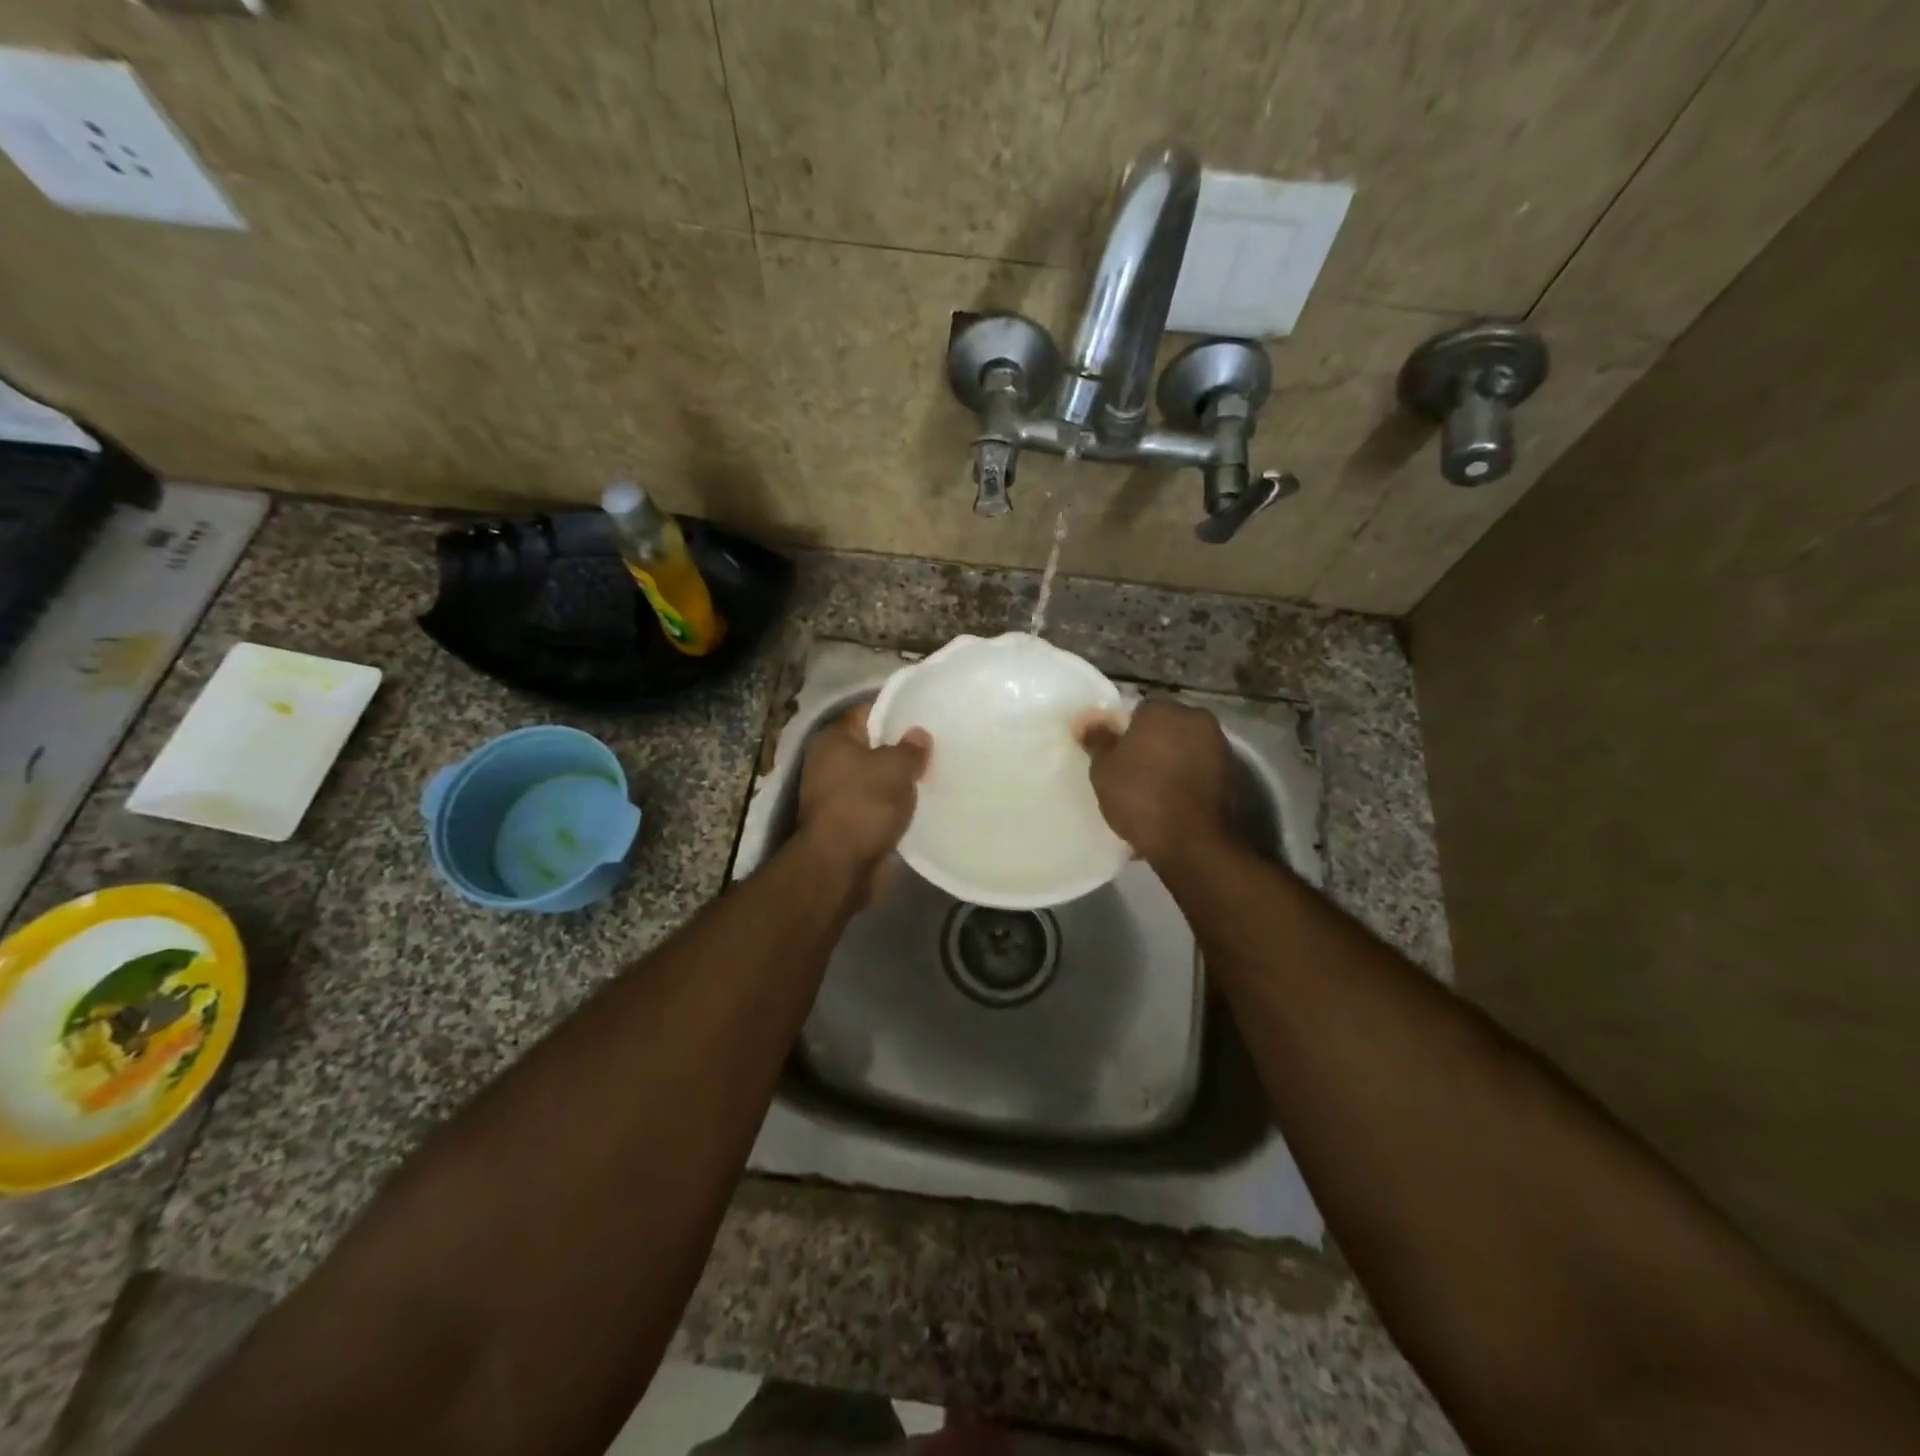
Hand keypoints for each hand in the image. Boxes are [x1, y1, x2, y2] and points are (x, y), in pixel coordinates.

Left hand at [796, 703, 930, 893]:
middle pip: (871, 747)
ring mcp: (834, 795)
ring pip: (874, 779)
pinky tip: (918, 806)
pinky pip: (875, 806)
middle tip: (934, 748)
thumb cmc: (865, 804)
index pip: (866, 713)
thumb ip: (911, 748)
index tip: (924, 717)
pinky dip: (892, 807)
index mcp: (833, 739)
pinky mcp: (845, 823)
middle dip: (900, 749)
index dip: (895, 712)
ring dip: (897, 782)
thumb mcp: (896, 767)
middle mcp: (828, 763)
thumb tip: (917, 735)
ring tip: (932, 776)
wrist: (840, 866)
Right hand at [1075, 699, 1235, 865]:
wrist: (1193, 842)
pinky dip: (1187, 782)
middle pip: (1166, 728)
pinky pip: (1200, 772)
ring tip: (1152, 793)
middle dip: (1151, 744)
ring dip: (1171, 763)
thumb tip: (1086, 722)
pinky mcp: (1233, 775)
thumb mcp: (1104, 770)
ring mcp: (1219, 747)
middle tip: (1132, 773)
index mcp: (1163, 710)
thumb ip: (1097, 740)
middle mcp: (1196, 719)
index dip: (1125, 733)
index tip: (1116, 756)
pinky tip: (1172, 805)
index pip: (1139, 711)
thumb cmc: (1141, 797)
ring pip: (1185, 749)